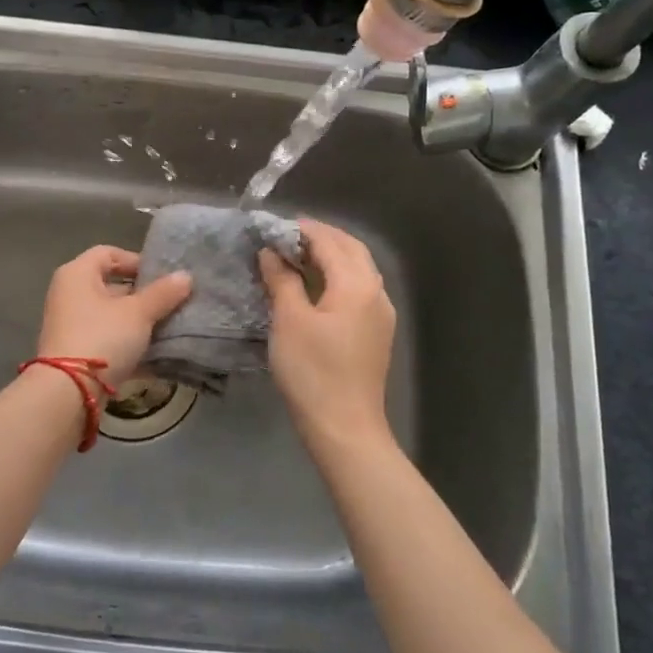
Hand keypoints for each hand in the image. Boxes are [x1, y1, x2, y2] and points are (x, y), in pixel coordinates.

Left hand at [36, 246, 191, 383]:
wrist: (68, 392)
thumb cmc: (102, 337)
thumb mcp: (138, 313)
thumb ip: (162, 293)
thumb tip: (186, 276)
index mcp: (77, 274)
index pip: (108, 253)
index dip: (136, 261)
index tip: (162, 277)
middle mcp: (68, 294)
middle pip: (109, 285)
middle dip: (141, 295)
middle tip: (169, 304)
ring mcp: (68, 324)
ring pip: (109, 315)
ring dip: (136, 322)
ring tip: (166, 328)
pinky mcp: (73, 352)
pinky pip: (105, 339)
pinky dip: (126, 343)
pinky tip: (153, 355)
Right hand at [259, 219, 396, 454]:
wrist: (344, 427)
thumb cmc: (313, 371)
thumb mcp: (289, 320)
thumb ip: (282, 280)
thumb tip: (271, 252)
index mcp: (357, 284)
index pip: (329, 241)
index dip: (300, 229)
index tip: (272, 226)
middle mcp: (376, 292)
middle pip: (351, 250)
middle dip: (320, 237)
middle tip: (286, 236)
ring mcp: (380, 314)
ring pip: (357, 269)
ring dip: (330, 256)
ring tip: (296, 257)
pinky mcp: (375, 333)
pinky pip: (358, 289)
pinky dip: (336, 277)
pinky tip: (314, 287)